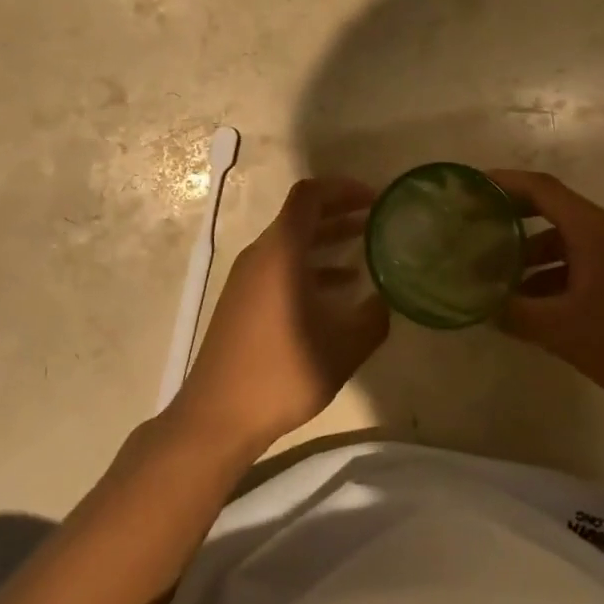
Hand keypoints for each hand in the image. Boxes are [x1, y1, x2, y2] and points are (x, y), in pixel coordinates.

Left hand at [167, 178, 389, 455]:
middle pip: (301, 216)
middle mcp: (261, 254)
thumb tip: (386, 298)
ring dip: (327, 240)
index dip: (343, 188)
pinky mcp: (243, 299)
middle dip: (340, 211)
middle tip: (377, 217)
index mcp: (280, 252)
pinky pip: (281, 266)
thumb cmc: (281, 374)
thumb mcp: (342, 349)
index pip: (309, 196)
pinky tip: (340, 288)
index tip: (374, 198)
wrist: (217, 414)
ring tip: (367, 247)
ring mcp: (247, 277)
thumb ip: (373, 318)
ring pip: (292, 242)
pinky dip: (311, 266)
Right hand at [489, 170, 603, 421]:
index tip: (472, 186)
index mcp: (596, 231)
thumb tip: (483, 305)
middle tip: (478, 231)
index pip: (542, 189)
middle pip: (555, 211)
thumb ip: (517, 314)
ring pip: (571, 241)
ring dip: (535, 255)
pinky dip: (559, 272)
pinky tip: (541, 303)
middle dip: (514, 220)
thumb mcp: (564, 332)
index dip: (505, 183)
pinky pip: (589, 260)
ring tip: (503, 279)